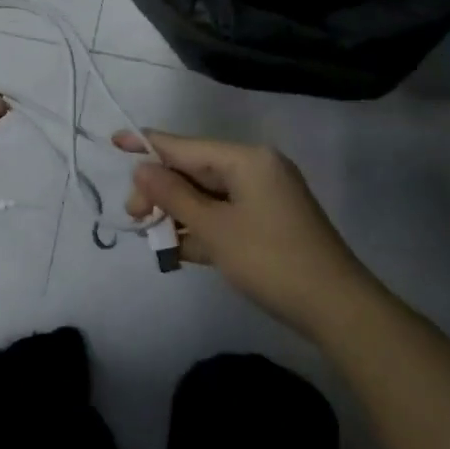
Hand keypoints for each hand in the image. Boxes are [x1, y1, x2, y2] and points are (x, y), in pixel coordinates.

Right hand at [118, 129, 368, 336]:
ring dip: (178, 214)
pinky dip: (200, 228)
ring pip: (206, 196)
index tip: (114, 140)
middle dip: (161, 192)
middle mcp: (255, 169)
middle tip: (136, 219)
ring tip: (153, 238)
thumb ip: (173, 196)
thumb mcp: (214, 228)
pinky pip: (223, 214)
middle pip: (194, 171)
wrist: (336, 308)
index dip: (147, 145)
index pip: (185, 146)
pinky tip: (177, 249)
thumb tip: (142, 169)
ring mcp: (263, 196)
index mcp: (246, 160)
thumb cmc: (270, 260)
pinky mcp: (267, 222)